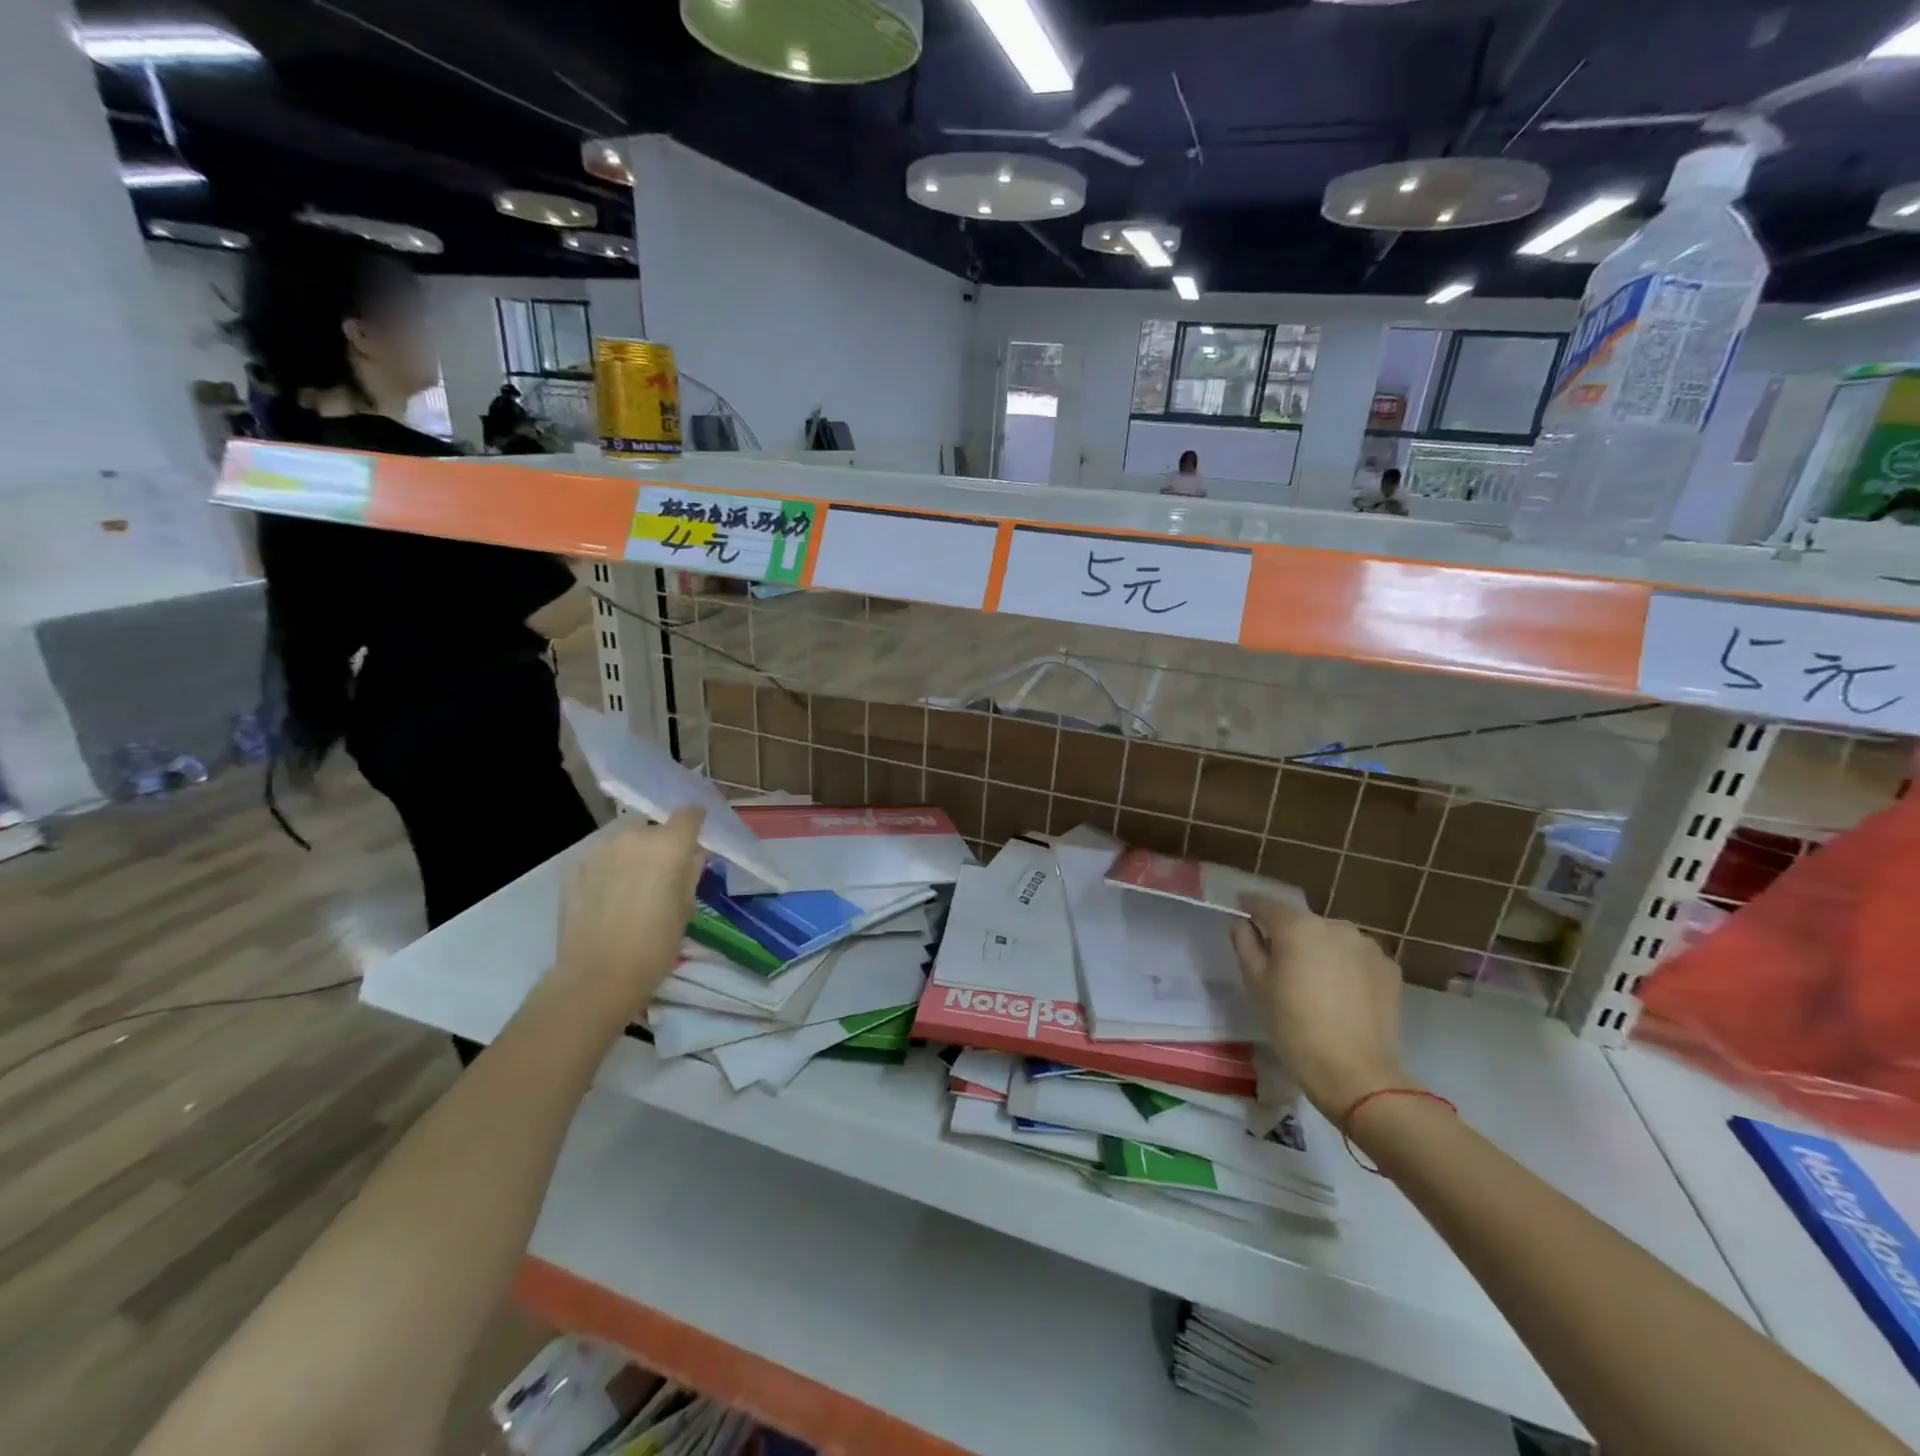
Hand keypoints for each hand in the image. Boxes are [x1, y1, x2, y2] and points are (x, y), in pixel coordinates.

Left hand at [553, 810, 705, 1020]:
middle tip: (664, 871)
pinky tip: (610, 895)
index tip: (697, 836)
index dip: (695, 822)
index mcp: (668, 844)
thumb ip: (690, 873)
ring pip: (625, 841)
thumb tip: (690, 856)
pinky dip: (610, 868)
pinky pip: (601, 858)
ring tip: (634, 885)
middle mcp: (633, 837)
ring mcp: (599, 850)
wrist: (597, 976)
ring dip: (633, 854)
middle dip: (661, 842)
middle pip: (653, 827)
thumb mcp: (687, 908)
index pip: (688, 814)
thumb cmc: (656, 945)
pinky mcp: (573, 868)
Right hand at [1230, 895, 1410, 1117]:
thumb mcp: (1256, 984)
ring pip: (1332, 939)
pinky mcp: (1389, 968)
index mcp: (1298, 926)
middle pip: (1302, 922)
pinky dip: (1345, 966)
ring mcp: (1367, 946)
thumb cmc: (1294, 1026)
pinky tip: (1341, 994)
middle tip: (1278, 963)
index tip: (1240, 911)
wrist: (1356, 1072)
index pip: (1266, 904)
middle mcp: (1335, 925)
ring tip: (1314, 981)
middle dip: (1288, 935)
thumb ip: (1246, 944)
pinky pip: (1356, 957)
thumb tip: (1245, 925)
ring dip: (1319, 950)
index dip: (1250, 906)